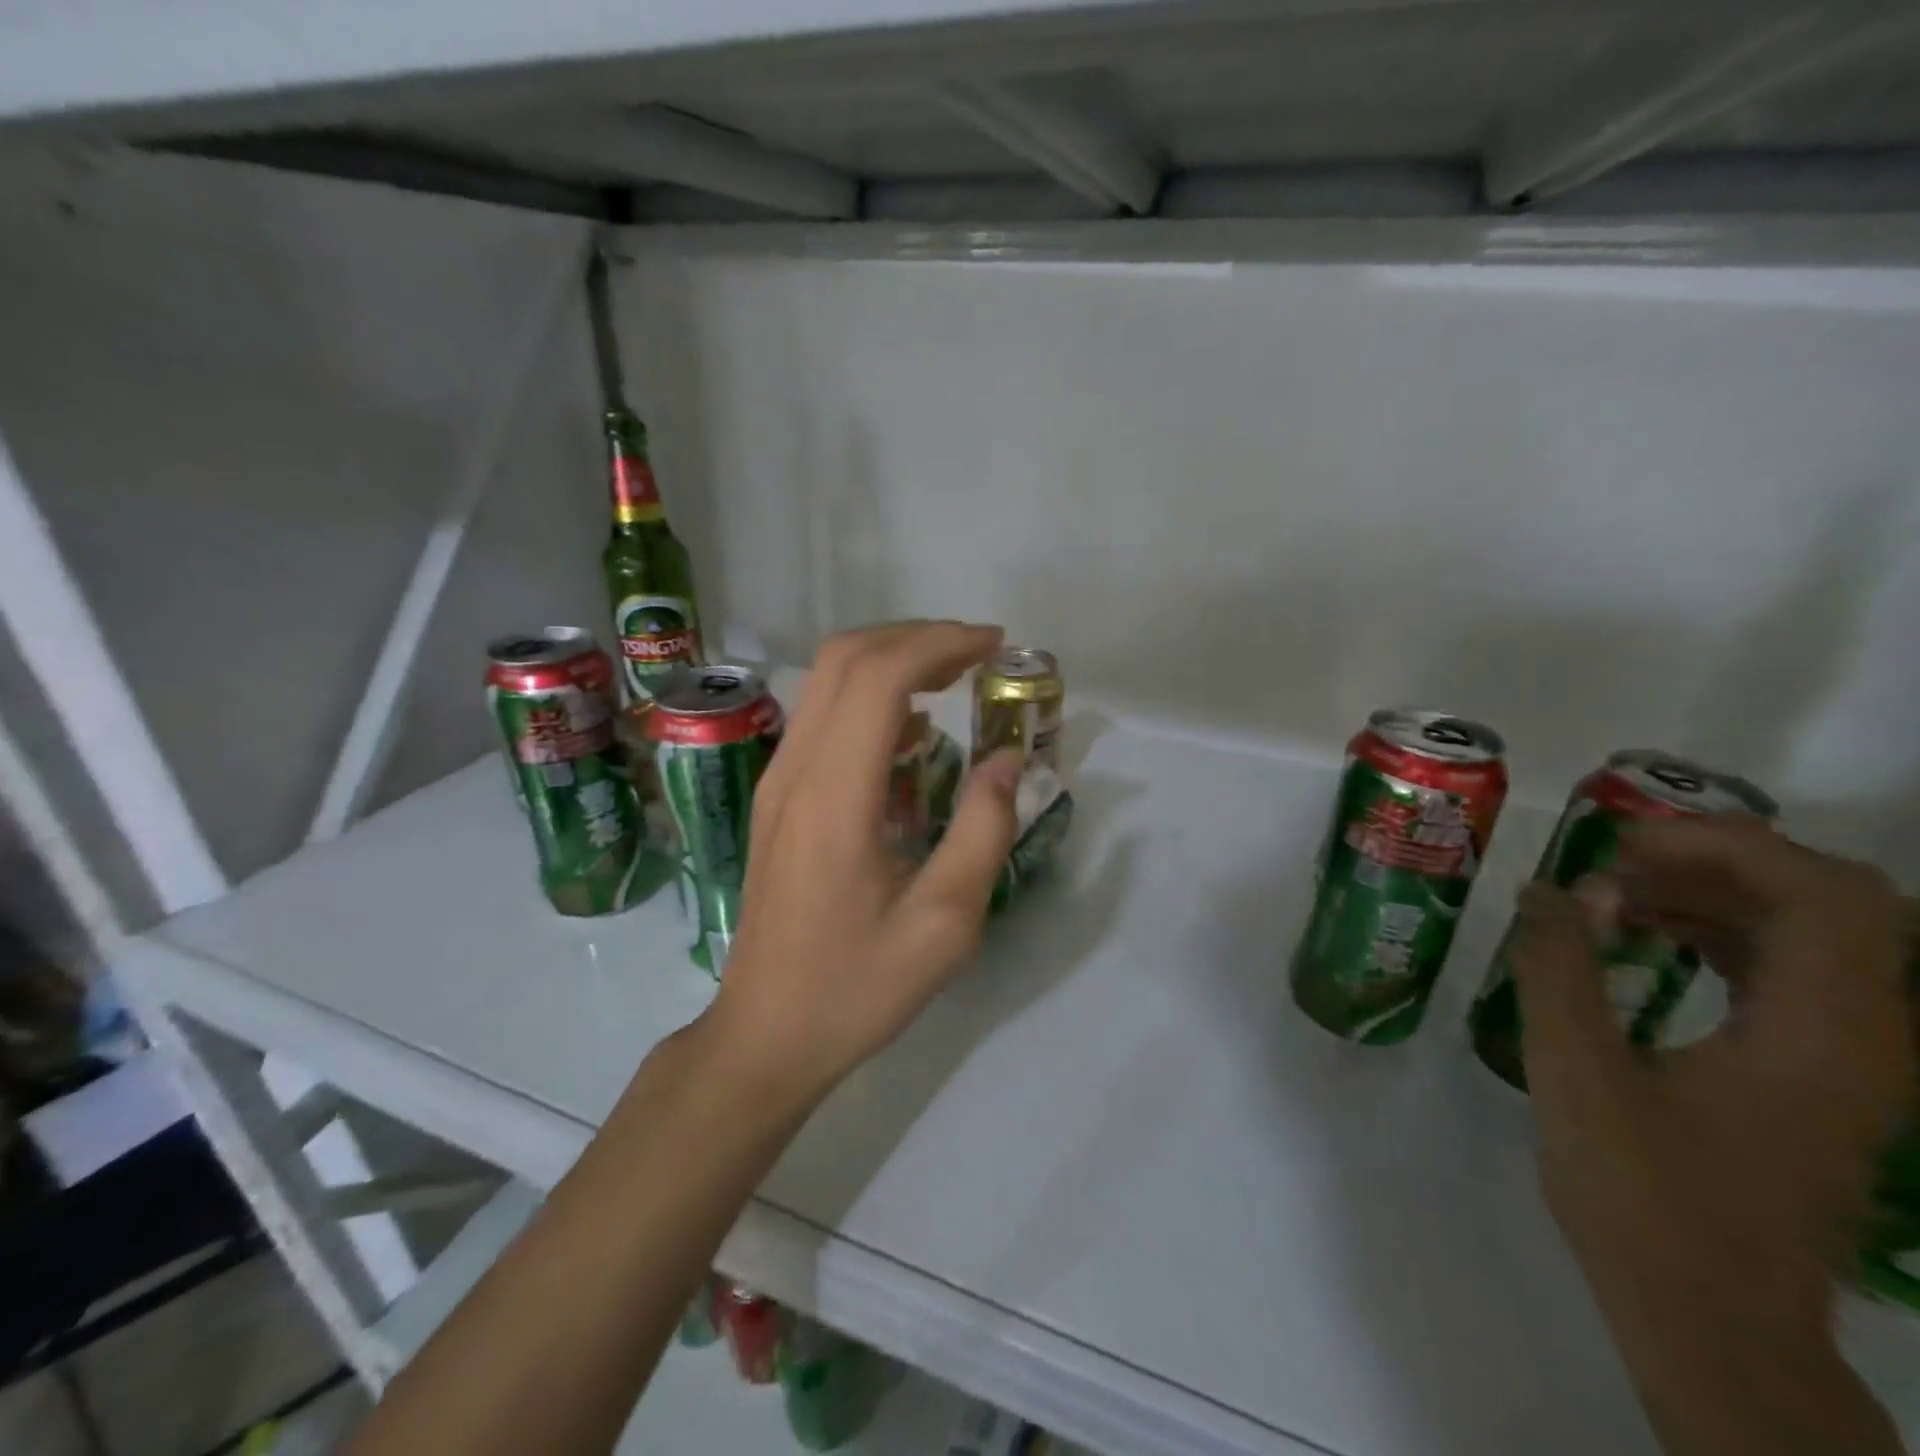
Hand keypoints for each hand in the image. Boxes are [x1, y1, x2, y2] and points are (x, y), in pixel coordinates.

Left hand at [705, 621, 1023, 1105]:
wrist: (766, 1034)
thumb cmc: (857, 988)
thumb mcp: (945, 924)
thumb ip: (983, 830)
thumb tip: (1005, 757)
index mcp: (835, 797)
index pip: (879, 678)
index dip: (940, 643)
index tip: (995, 646)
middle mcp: (795, 772)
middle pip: (845, 658)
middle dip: (916, 637)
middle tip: (978, 654)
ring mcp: (778, 782)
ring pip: (827, 681)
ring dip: (892, 661)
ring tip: (954, 678)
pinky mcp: (777, 798)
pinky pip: (822, 717)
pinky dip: (871, 697)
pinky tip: (913, 731)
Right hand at [1509, 817, 1912, 1454]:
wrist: (1713, 1320)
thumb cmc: (1644, 1196)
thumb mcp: (1576, 1073)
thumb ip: (1558, 969)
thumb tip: (1551, 890)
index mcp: (1823, 1035)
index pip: (1824, 894)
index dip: (1726, 844)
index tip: (1623, 843)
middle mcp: (1865, 1038)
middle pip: (1832, 903)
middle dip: (1721, 861)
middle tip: (1618, 860)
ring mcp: (1849, 1060)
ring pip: (1813, 936)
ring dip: (1717, 894)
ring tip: (1617, 892)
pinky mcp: (1818, 1076)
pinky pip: (1789, 974)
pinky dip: (1721, 935)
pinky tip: (1646, 940)